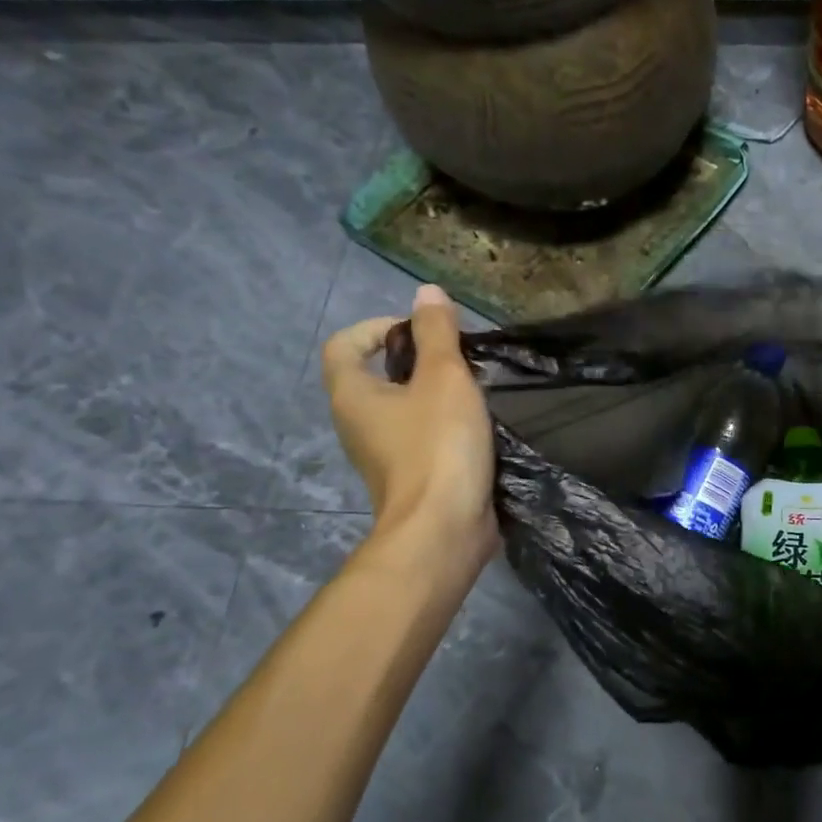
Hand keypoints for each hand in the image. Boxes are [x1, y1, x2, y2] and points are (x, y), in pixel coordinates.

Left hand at [322, 285, 497, 562]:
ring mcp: (382, 455)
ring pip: (402, 408)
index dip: (377, 327)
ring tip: (474, 392)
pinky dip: (443, 425)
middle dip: (416, 360)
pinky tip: (478, 429)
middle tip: (458, 360)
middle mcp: (357, 423)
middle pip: (376, 375)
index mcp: (352, 395)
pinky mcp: (409, 478)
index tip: (421, 332)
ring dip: (434, 394)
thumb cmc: (437, 446)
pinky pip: (420, 437)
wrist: (442, 529)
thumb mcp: (444, 378)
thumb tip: (426, 292)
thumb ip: (436, 333)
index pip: (344, 345)